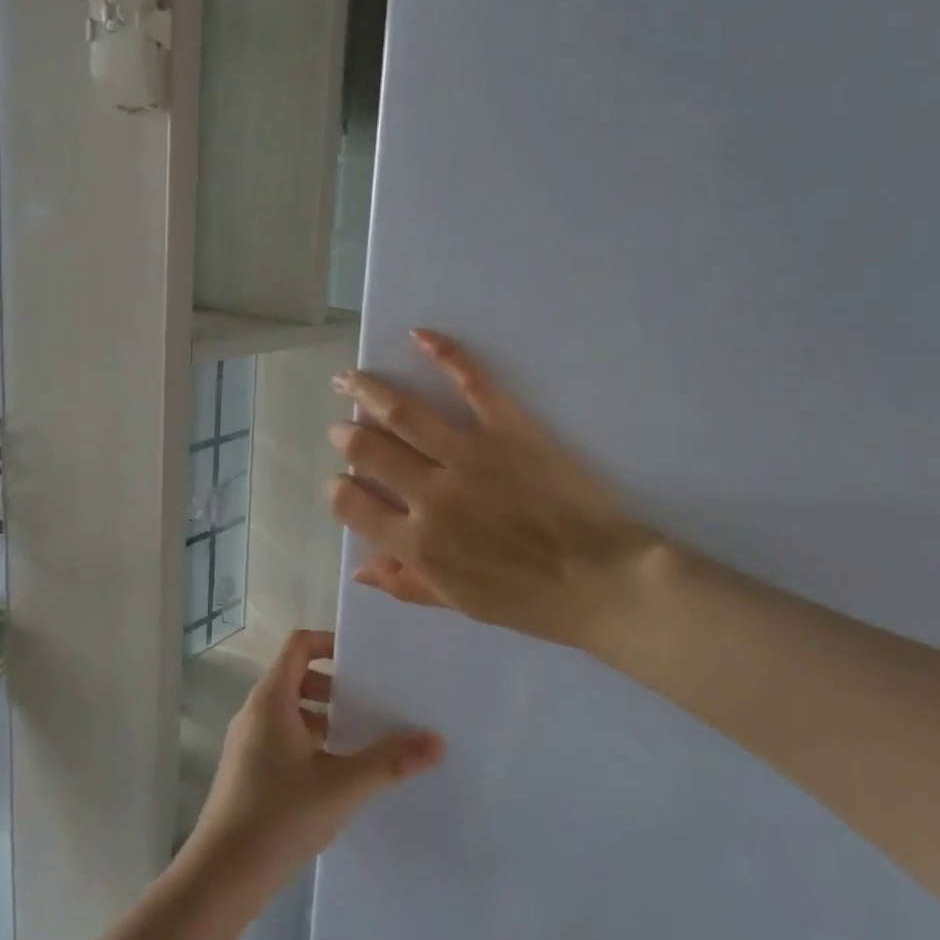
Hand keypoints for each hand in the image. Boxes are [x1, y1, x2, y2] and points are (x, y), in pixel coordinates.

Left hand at [184, 629, 443, 890]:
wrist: (220, 878)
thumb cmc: (278, 817)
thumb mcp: (341, 787)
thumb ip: (388, 762)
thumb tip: (436, 741)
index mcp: (271, 699)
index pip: (298, 645)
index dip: (329, 642)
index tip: (363, 660)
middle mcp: (255, 712)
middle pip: (296, 677)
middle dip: (334, 687)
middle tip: (370, 706)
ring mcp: (247, 742)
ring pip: (290, 711)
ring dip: (323, 718)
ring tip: (359, 742)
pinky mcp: (247, 771)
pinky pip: (282, 738)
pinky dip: (309, 742)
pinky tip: (335, 777)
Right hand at [327, 329, 665, 651]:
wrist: (601, 578)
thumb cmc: (528, 599)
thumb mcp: (459, 604)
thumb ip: (405, 584)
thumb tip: (358, 569)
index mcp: (416, 542)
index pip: (350, 504)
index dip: (338, 490)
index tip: (344, 485)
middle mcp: (430, 493)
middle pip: (368, 450)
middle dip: (346, 435)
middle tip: (342, 428)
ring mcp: (468, 455)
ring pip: (402, 412)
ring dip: (367, 390)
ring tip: (348, 378)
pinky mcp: (507, 428)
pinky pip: (471, 383)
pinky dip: (444, 355)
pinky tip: (419, 336)